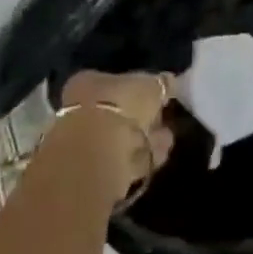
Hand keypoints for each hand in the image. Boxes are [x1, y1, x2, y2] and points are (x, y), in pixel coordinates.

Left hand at [56, 69, 176, 199]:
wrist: (98, 155)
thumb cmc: (121, 105)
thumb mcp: (150, 85)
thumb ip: (162, 83)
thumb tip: (169, 82)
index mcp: (89, 82)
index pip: (118, 83)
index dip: (142, 90)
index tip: (162, 99)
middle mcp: (82, 109)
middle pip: (121, 112)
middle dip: (146, 119)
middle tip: (166, 122)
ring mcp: (87, 142)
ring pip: (124, 138)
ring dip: (148, 139)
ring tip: (168, 140)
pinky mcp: (96, 171)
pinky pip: (125, 160)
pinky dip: (143, 157)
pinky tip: (159, 156)